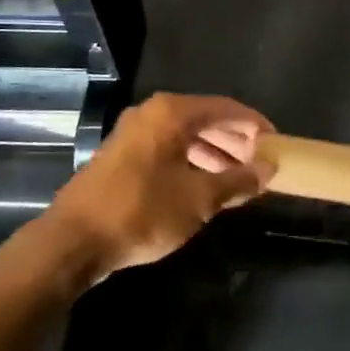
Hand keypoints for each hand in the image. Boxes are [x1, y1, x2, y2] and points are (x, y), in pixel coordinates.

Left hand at [53, 93, 273, 282]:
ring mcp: (134, 134)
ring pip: (186, 136)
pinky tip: (207, 186)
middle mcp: (152, 114)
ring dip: (215, 154)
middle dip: (236, 142)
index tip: (277, 144)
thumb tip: (268, 169)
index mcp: (172, 113)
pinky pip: (169, 149)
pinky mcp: (123, 157)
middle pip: (206, 119)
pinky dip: (192, 162)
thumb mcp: (199, 199)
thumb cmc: (142, 212)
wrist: (72, 243)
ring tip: (239, 179)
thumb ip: (238, 181)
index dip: (256, 126)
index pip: (227, 108)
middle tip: (261, 164)